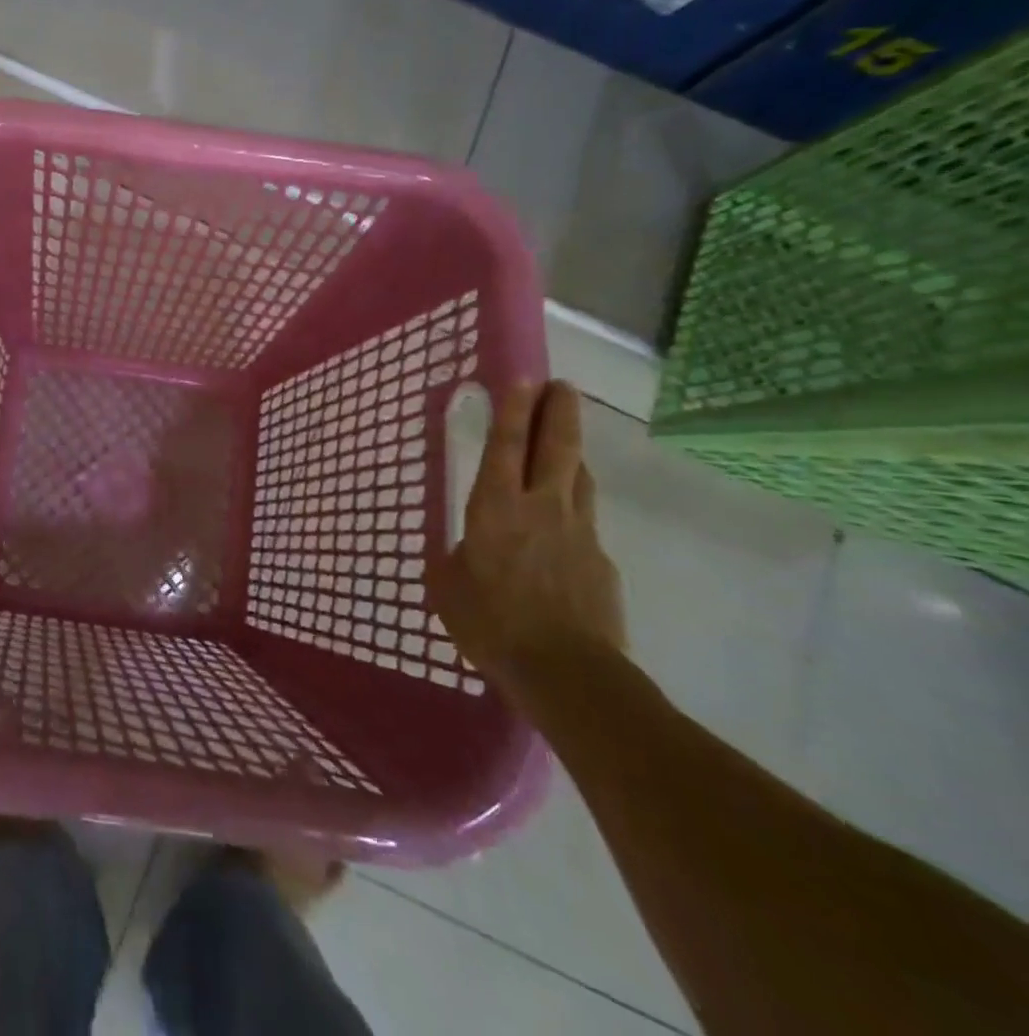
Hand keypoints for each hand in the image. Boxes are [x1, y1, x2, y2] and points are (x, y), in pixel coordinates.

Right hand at [426, 381, 624, 707]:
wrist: (567, 673)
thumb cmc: (490, 622)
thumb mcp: (448, 586)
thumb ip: (453, 558)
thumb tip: (461, 550)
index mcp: (496, 507)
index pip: (507, 446)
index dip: (515, 410)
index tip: (525, 378)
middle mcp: (542, 508)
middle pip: (558, 448)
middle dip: (559, 412)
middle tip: (562, 385)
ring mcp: (580, 533)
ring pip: (580, 478)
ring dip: (572, 453)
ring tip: (565, 441)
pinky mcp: (601, 562)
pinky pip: (586, 524)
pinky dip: (574, 511)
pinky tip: (563, 530)